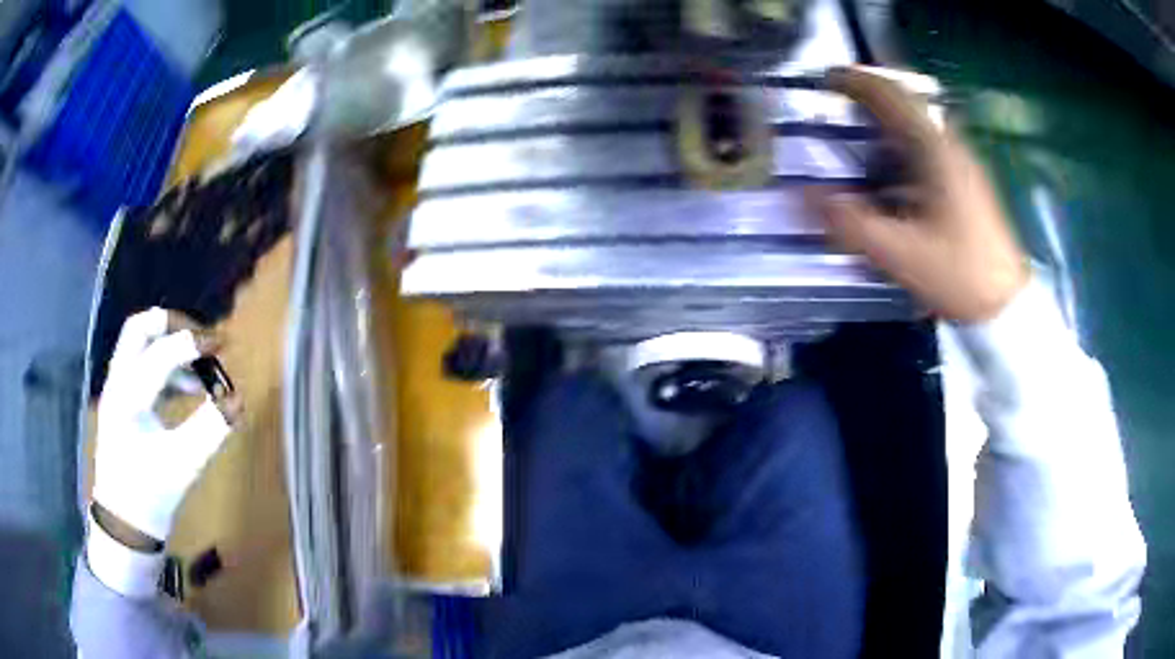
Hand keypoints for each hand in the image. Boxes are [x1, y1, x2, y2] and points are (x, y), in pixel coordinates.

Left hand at [93, 308, 241, 542]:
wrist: (125, 521)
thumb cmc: (152, 495)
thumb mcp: (184, 465)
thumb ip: (210, 429)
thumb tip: (237, 400)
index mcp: (128, 399)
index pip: (160, 354)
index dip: (192, 343)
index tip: (222, 344)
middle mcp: (117, 383)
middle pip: (139, 328)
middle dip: (172, 325)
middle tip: (201, 340)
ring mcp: (117, 389)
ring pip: (139, 343)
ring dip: (170, 344)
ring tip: (200, 367)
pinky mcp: (122, 398)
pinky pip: (142, 363)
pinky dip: (166, 364)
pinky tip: (187, 386)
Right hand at [806, 66, 1028, 322]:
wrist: (1004, 304)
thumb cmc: (958, 274)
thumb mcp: (898, 253)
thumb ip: (849, 223)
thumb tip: (802, 195)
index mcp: (934, 150)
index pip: (890, 95)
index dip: (854, 82)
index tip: (824, 80)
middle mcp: (949, 146)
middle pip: (903, 105)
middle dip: (867, 100)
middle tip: (835, 109)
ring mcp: (960, 163)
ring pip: (915, 127)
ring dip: (883, 125)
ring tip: (855, 141)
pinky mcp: (965, 182)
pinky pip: (925, 149)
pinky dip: (900, 149)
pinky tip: (889, 177)